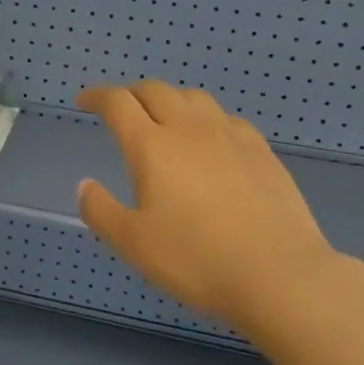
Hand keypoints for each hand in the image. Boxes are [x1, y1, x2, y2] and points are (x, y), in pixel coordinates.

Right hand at [76, 81, 341, 329]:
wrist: (279, 274)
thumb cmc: (196, 260)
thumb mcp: (133, 243)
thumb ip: (101, 211)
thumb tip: (85, 185)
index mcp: (152, 146)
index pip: (118, 103)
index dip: (97, 96)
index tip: (84, 101)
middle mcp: (189, 129)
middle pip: (156, 90)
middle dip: (131, 93)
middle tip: (121, 109)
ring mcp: (230, 137)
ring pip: (194, 97)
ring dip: (170, 99)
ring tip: (164, 118)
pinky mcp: (262, 152)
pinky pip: (227, 118)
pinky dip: (207, 119)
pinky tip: (211, 140)